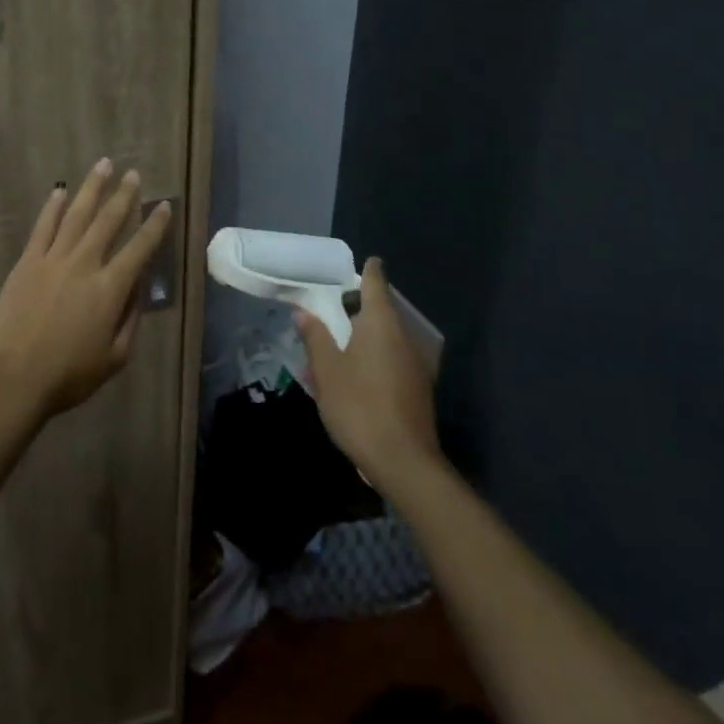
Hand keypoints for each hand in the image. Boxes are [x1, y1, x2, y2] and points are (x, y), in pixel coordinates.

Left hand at [0, 159, 173, 421]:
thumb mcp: (114, 358)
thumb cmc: (67, 375)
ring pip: (77, 214)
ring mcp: (53, 259)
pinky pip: (43, 227)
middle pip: (108, 221)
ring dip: (92, 188)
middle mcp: (85, 264)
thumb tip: (138, 290)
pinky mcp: (27, 262)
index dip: (155, 226)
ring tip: (103, 165)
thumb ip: (130, 320)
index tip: (164, 205)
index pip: (140, 248)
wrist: (12, 377)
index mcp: (111, 288)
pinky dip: (52, 207)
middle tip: (133, 174)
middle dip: (124, 195)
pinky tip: (60, 191)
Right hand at [294, 257, 441, 497]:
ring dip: (365, 336)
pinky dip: (375, 358)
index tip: (364, 261)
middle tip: (333, 309)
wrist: (403, 462)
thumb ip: (315, 337)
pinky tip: (356, 376)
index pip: (376, 283)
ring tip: (338, 346)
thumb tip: (303, 312)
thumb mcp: (327, 371)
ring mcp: (416, 364)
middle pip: (382, 311)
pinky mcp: (419, 389)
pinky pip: (393, 360)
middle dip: (359, 307)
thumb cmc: (359, 406)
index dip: (369, 270)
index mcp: (381, 324)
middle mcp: (404, 337)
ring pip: (387, 338)